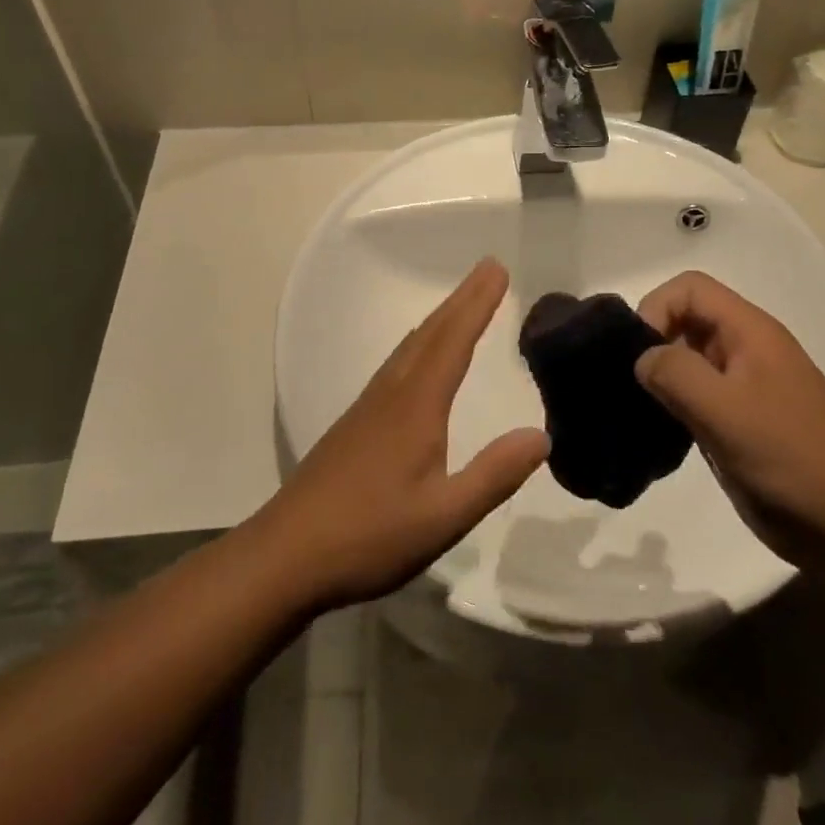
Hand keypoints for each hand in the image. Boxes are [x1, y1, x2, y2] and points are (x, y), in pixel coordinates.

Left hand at [246, 259, 548, 612]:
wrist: (284, 556)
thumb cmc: (368, 536)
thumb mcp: (443, 516)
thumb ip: (493, 475)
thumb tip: (541, 436)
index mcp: (416, 406)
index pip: (453, 342)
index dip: (477, 304)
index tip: (497, 269)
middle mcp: (391, 394)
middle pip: (430, 334)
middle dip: (462, 300)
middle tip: (487, 268)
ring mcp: (368, 407)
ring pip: (410, 347)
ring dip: (440, 319)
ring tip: (461, 304)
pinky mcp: (354, 425)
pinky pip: (396, 365)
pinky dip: (420, 344)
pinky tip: (419, 361)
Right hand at [635, 271, 824, 564]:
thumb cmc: (790, 458)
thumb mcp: (725, 411)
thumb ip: (676, 373)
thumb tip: (642, 358)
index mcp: (750, 332)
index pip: (689, 288)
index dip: (656, 308)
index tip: (636, 355)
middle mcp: (747, 349)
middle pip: (687, 320)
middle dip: (653, 343)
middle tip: (630, 386)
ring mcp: (746, 387)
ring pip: (689, 360)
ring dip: (662, 378)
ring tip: (640, 412)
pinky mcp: (742, 422)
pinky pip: (698, 397)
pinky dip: (674, 406)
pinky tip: (662, 435)